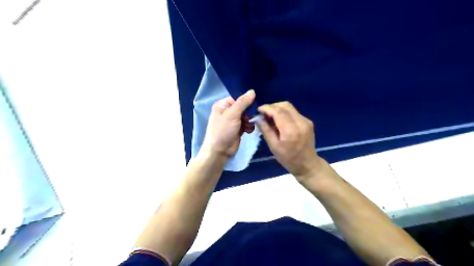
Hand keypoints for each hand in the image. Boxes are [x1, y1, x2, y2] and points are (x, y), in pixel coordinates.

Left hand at [202, 89, 257, 157]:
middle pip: (244, 107)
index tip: (254, 105)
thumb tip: (252, 91)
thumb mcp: (232, 115)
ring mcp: (233, 120)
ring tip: (248, 126)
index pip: (238, 98)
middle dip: (249, 113)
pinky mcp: (238, 128)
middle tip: (250, 118)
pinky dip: (249, 127)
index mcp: (223, 104)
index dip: (247, 101)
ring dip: (250, 120)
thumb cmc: (223, 130)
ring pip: (247, 116)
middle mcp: (228, 111)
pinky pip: (247, 124)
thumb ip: (243, 102)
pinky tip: (248, 131)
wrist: (220, 151)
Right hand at [258, 101, 323, 179]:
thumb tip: (258, 118)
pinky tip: (280, 122)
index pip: (278, 111)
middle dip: (272, 107)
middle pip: (285, 105)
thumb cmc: (288, 159)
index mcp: (290, 131)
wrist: (308, 164)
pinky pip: (294, 112)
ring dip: (278, 109)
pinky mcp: (308, 122)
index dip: (267, 108)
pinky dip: (284, 113)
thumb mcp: (273, 147)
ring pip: (290, 107)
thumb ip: (266, 130)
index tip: (258, 110)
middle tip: (264, 114)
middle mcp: (300, 122)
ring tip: (270, 118)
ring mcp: (306, 121)